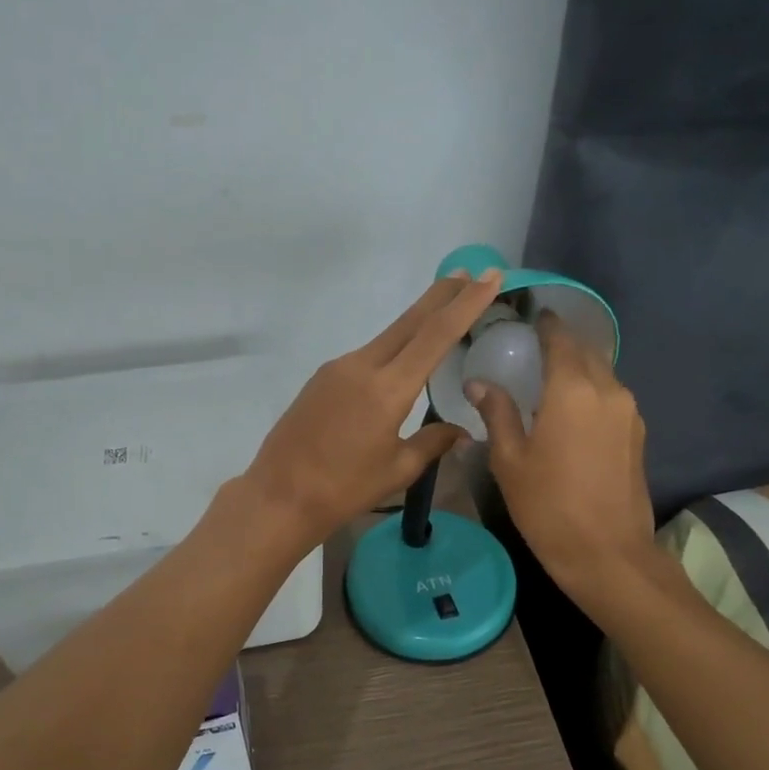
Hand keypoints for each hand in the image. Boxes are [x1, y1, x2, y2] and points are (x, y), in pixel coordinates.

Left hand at [243, 270, 503, 547]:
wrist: (279, 496)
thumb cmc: (344, 489)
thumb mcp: (398, 470)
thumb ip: (432, 443)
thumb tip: (461, 432)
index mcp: (388, 389)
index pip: (436, 335)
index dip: (466, 304)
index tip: (489, 277)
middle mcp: (362, 366)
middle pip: (410, 321)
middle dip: (442, 295)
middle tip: (470, 273)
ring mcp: (338, 369)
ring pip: (387, 336)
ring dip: (417, 321)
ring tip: (443, 311)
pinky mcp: (322, 378)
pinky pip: (366, 356)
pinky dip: (392, 347)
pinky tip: (401, 359)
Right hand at [468, 312, 656, 601]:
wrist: (608, 554)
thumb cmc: (548, 506)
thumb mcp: (510, 460)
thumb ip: (497, 413)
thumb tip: (479, 383)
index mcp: (572, 390)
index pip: (560, 339)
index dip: (546, 324)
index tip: (532, 316)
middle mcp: (608, 390)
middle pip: (586, 351)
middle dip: (563, 343)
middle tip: (535, 348)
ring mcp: (629, 413)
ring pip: (603, 373)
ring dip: (579, 368)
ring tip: (550, 379)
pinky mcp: (638, 434)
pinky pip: (612, 397)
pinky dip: (592, 391)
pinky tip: (572, 410)